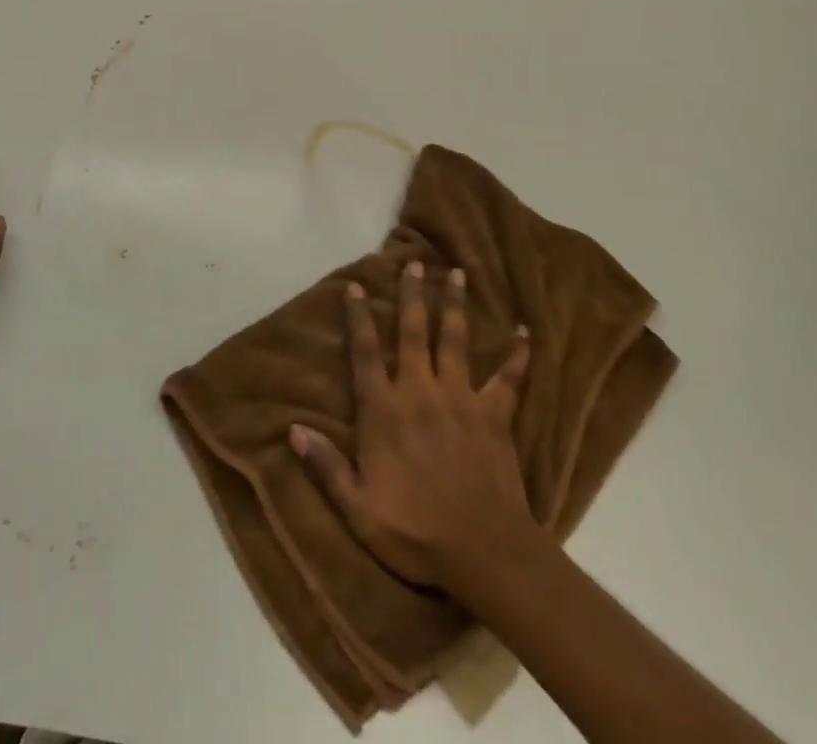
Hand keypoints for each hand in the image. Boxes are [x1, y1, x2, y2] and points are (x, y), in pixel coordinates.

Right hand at [290, 261, 534, 590]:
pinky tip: (524, 331)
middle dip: (411, 295)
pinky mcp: (494, 415)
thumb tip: (292, 429)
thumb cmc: (416, 532)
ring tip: (457, 273)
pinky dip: (517, 354)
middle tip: (413, 262)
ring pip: (455, 340)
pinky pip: (509, 378)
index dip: (358, 317)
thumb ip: (326, 466)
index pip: (365, 353)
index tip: (355, 286)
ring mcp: (460, 399)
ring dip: (455, 305)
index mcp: (384, 410)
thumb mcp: (358, 509)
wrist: (484, 553)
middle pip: (413, 332)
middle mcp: (420, 391)